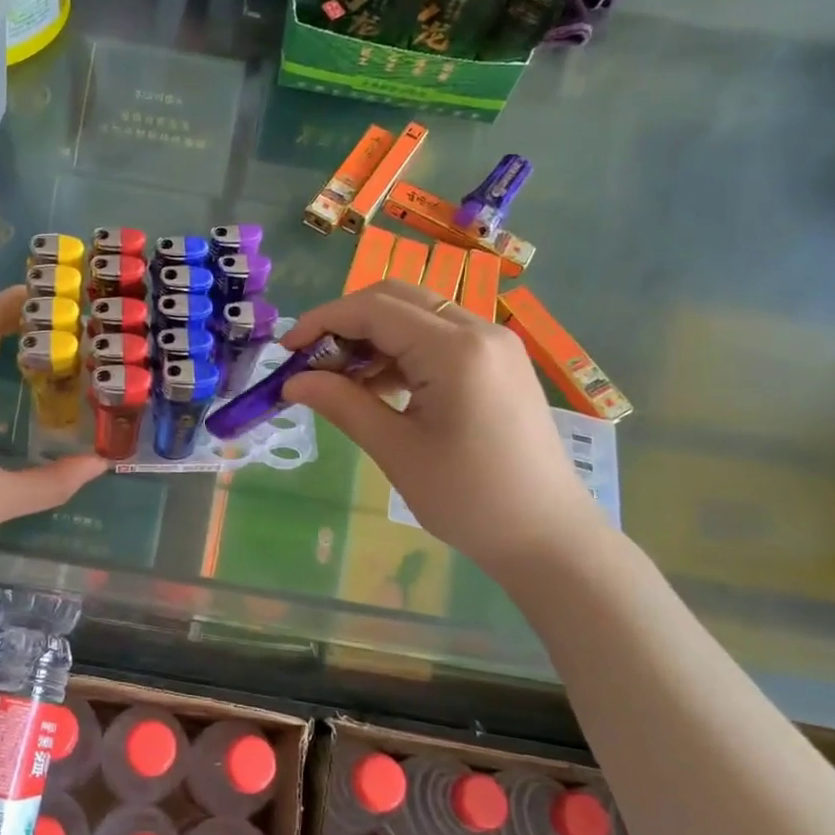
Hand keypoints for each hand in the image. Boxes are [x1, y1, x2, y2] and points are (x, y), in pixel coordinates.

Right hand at [282, 282, 604, 577]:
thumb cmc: (469, 499)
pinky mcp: (497, 361)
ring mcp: (493, 343)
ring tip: (340, 380)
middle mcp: (478, 330)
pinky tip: (378, 386)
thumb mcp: (396, 451)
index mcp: (455, 349)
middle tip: (311, 362)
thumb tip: (292, 381)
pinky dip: (400, 350)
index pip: (373, 309)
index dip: (322, 322)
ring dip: (372, 336)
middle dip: (345, 323)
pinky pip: (438, 336)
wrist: (548, 536)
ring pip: (416, 314)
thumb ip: (342, 404)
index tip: (286, 350)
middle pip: (395, 298)